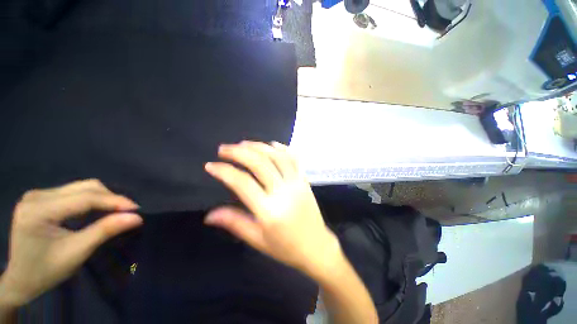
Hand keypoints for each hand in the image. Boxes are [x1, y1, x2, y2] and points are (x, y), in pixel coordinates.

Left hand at [0, 179, 141, 306]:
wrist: (21, 279)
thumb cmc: (46, 271)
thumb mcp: (76, 253)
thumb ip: (104, 231)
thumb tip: (136, 217)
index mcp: (38, 210)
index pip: (84, 198)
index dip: (113, 201)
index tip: (137, 209)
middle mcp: (36, 196)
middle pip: (84, 187)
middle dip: (110, 198)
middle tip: (128, 211)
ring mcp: (38, 195)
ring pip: (81, 187)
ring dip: (102, 198)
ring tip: (115, 211)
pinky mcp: (42, 198)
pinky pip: (74, 192)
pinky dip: (91, 200)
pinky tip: (96, 211)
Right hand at [204, 141, 340, 277]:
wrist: (316, 246)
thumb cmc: (286, 248)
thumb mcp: (258, 240)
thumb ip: (235, 223)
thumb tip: (209, 214)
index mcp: (269, 210)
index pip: (243, 183)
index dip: (225, 171)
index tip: (211, 165)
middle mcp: (283, 192)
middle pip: (260, 164)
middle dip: (239, 153)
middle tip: (224, 149)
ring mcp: (297, 183)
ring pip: (277, 157)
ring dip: (259, 147)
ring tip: (244, 143)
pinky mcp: (305, 180)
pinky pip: (294, 159)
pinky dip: (283, 149)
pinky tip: (272, 144)